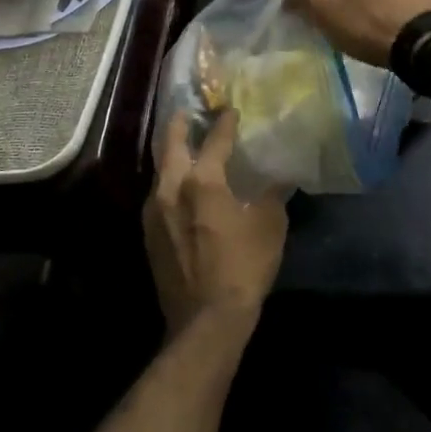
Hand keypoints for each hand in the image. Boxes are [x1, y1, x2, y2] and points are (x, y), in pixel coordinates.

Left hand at [146, 110, 287, 338]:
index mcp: (202, 181)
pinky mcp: (149, 234)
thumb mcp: (269, 227)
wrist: (206, 321)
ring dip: (171, 153)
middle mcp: (171, 189)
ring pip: (159, 170)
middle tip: (188, 111)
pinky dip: (169, 181)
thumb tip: (281, 176)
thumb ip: (272, 195)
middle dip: (179, 124)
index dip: (224, 123)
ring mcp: (154, 212)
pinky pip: (157, 194)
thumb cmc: (243, 268)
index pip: (214, 141)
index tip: (231, 110)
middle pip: (170, 144)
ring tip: (183, 146)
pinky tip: (180, 188)